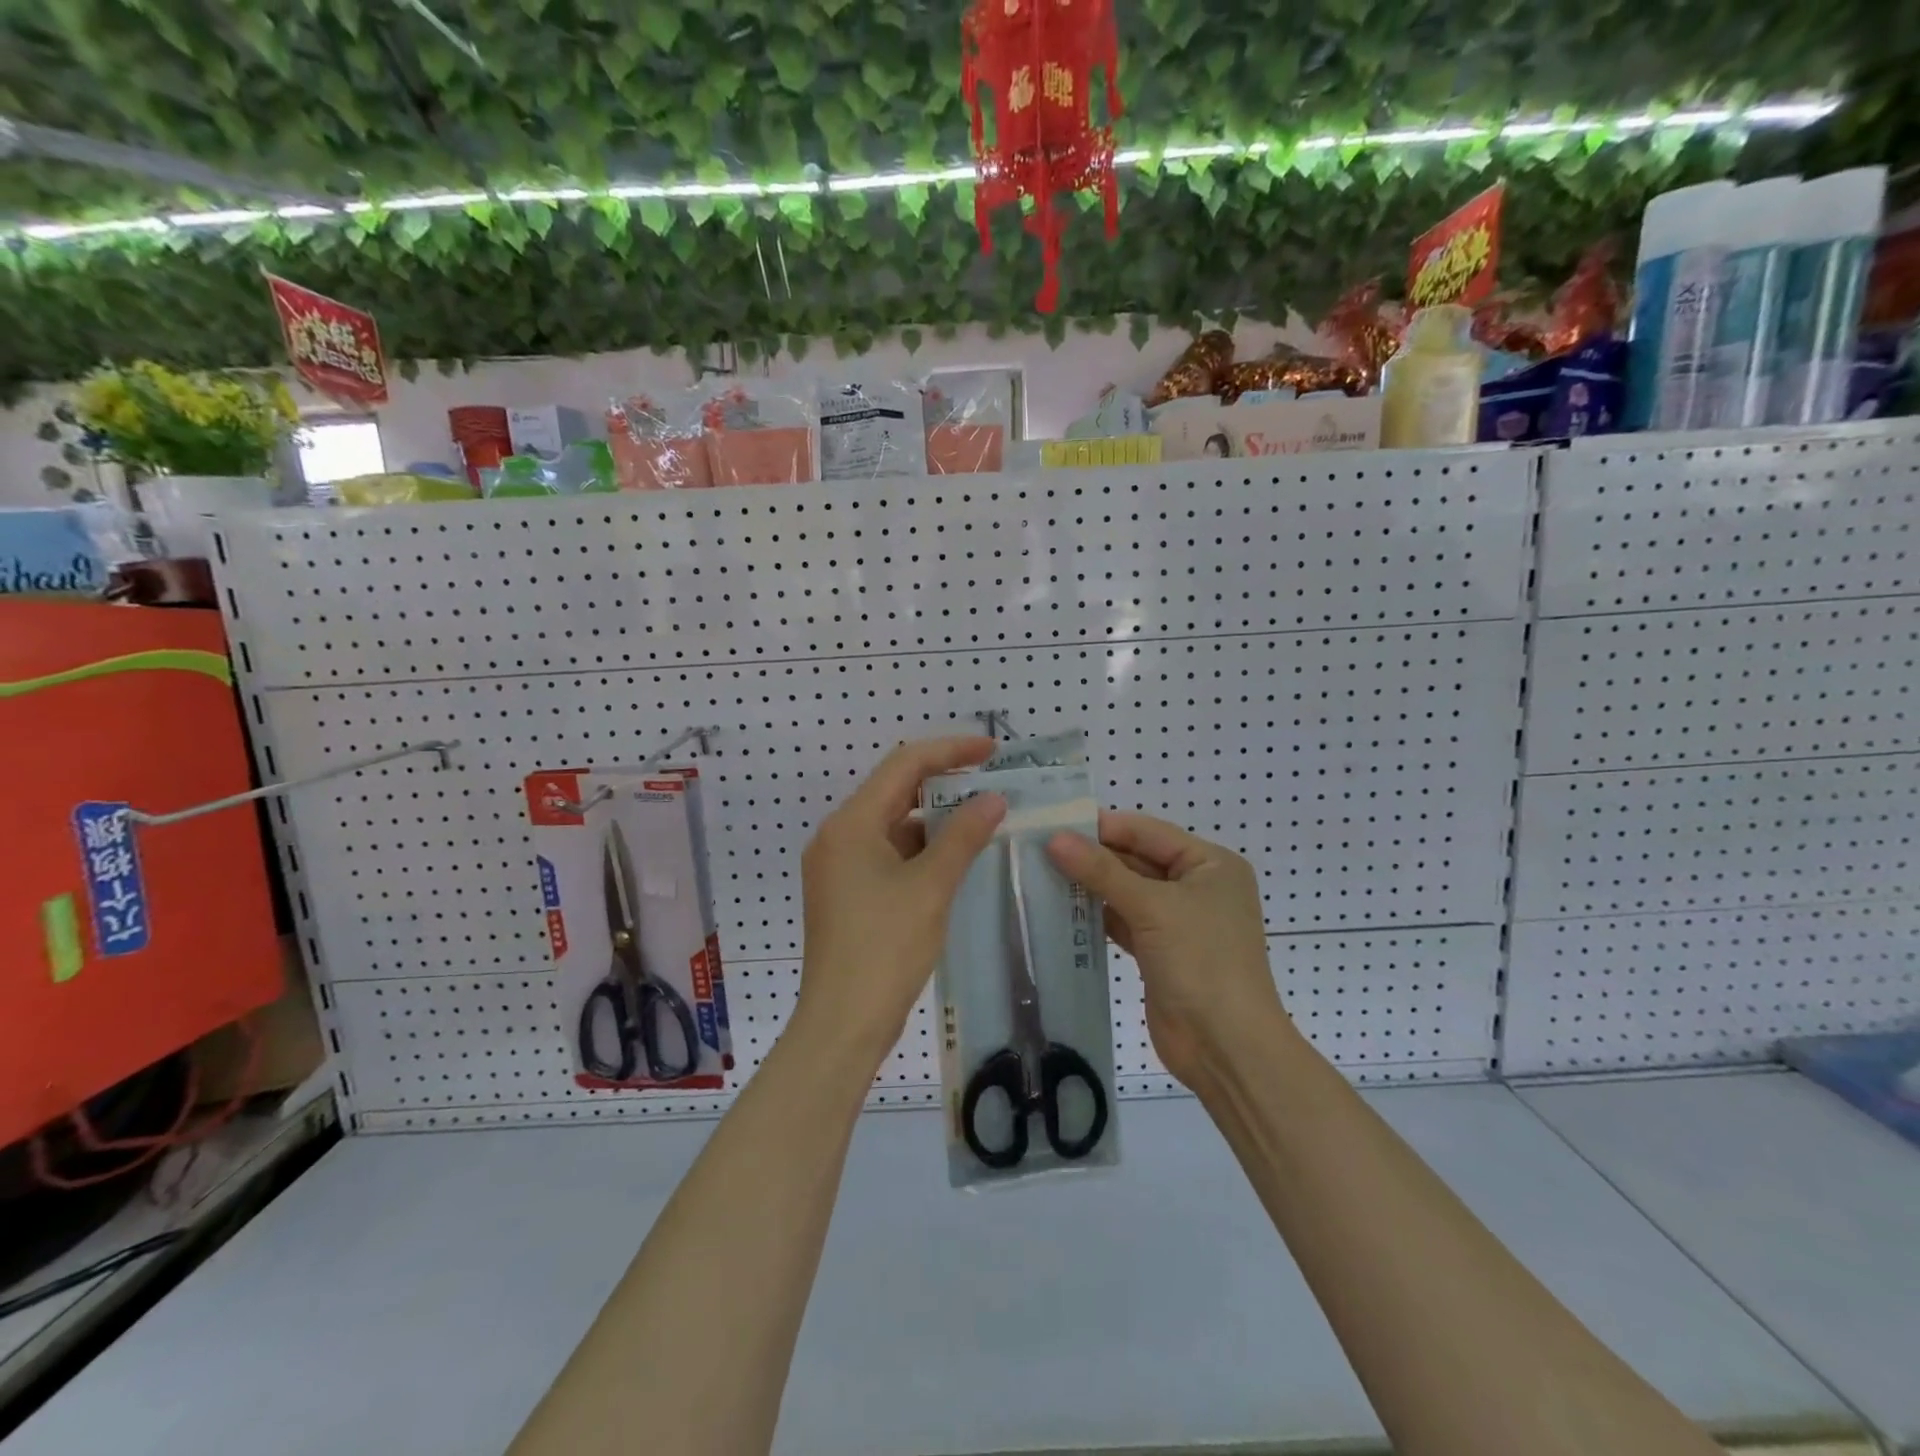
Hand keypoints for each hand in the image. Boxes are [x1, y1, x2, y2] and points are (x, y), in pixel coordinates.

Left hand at [796, 736, 1006, 1066]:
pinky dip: (922, 849)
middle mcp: (839, 836)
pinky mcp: (847, 892)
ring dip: (936, 819)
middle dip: (944, 783)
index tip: (992, 752)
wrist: (842, 1024)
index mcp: (850, 823)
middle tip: (992, 783)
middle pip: (895, 791)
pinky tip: (957, 858)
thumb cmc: (884, 949)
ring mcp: (839, 866)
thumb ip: (963, 836)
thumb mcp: (930, 887)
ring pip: (894, 824)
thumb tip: (993, 798)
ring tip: (983, 818)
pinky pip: (888, 853)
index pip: (904, 765)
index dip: (950, 751)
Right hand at [1047, 811, 1287, 1087]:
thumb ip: (1102, 871)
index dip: (1103, 826)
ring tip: (1041, 872)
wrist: (1225, 1047)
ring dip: (1091, 885)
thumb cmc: (1201, 962)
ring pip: (1127, 891)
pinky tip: (1061, 907)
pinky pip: (1123, 921)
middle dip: (1093, 855)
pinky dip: (1097, 914)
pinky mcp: (1159, 951)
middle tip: (1039, 848)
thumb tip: (1055, 839)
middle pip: (1137, 859)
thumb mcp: (1152, 908)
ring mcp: (1178, 921)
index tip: (1054, 822)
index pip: (1148, 832)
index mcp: (1211, 864)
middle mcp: (1197, 886)